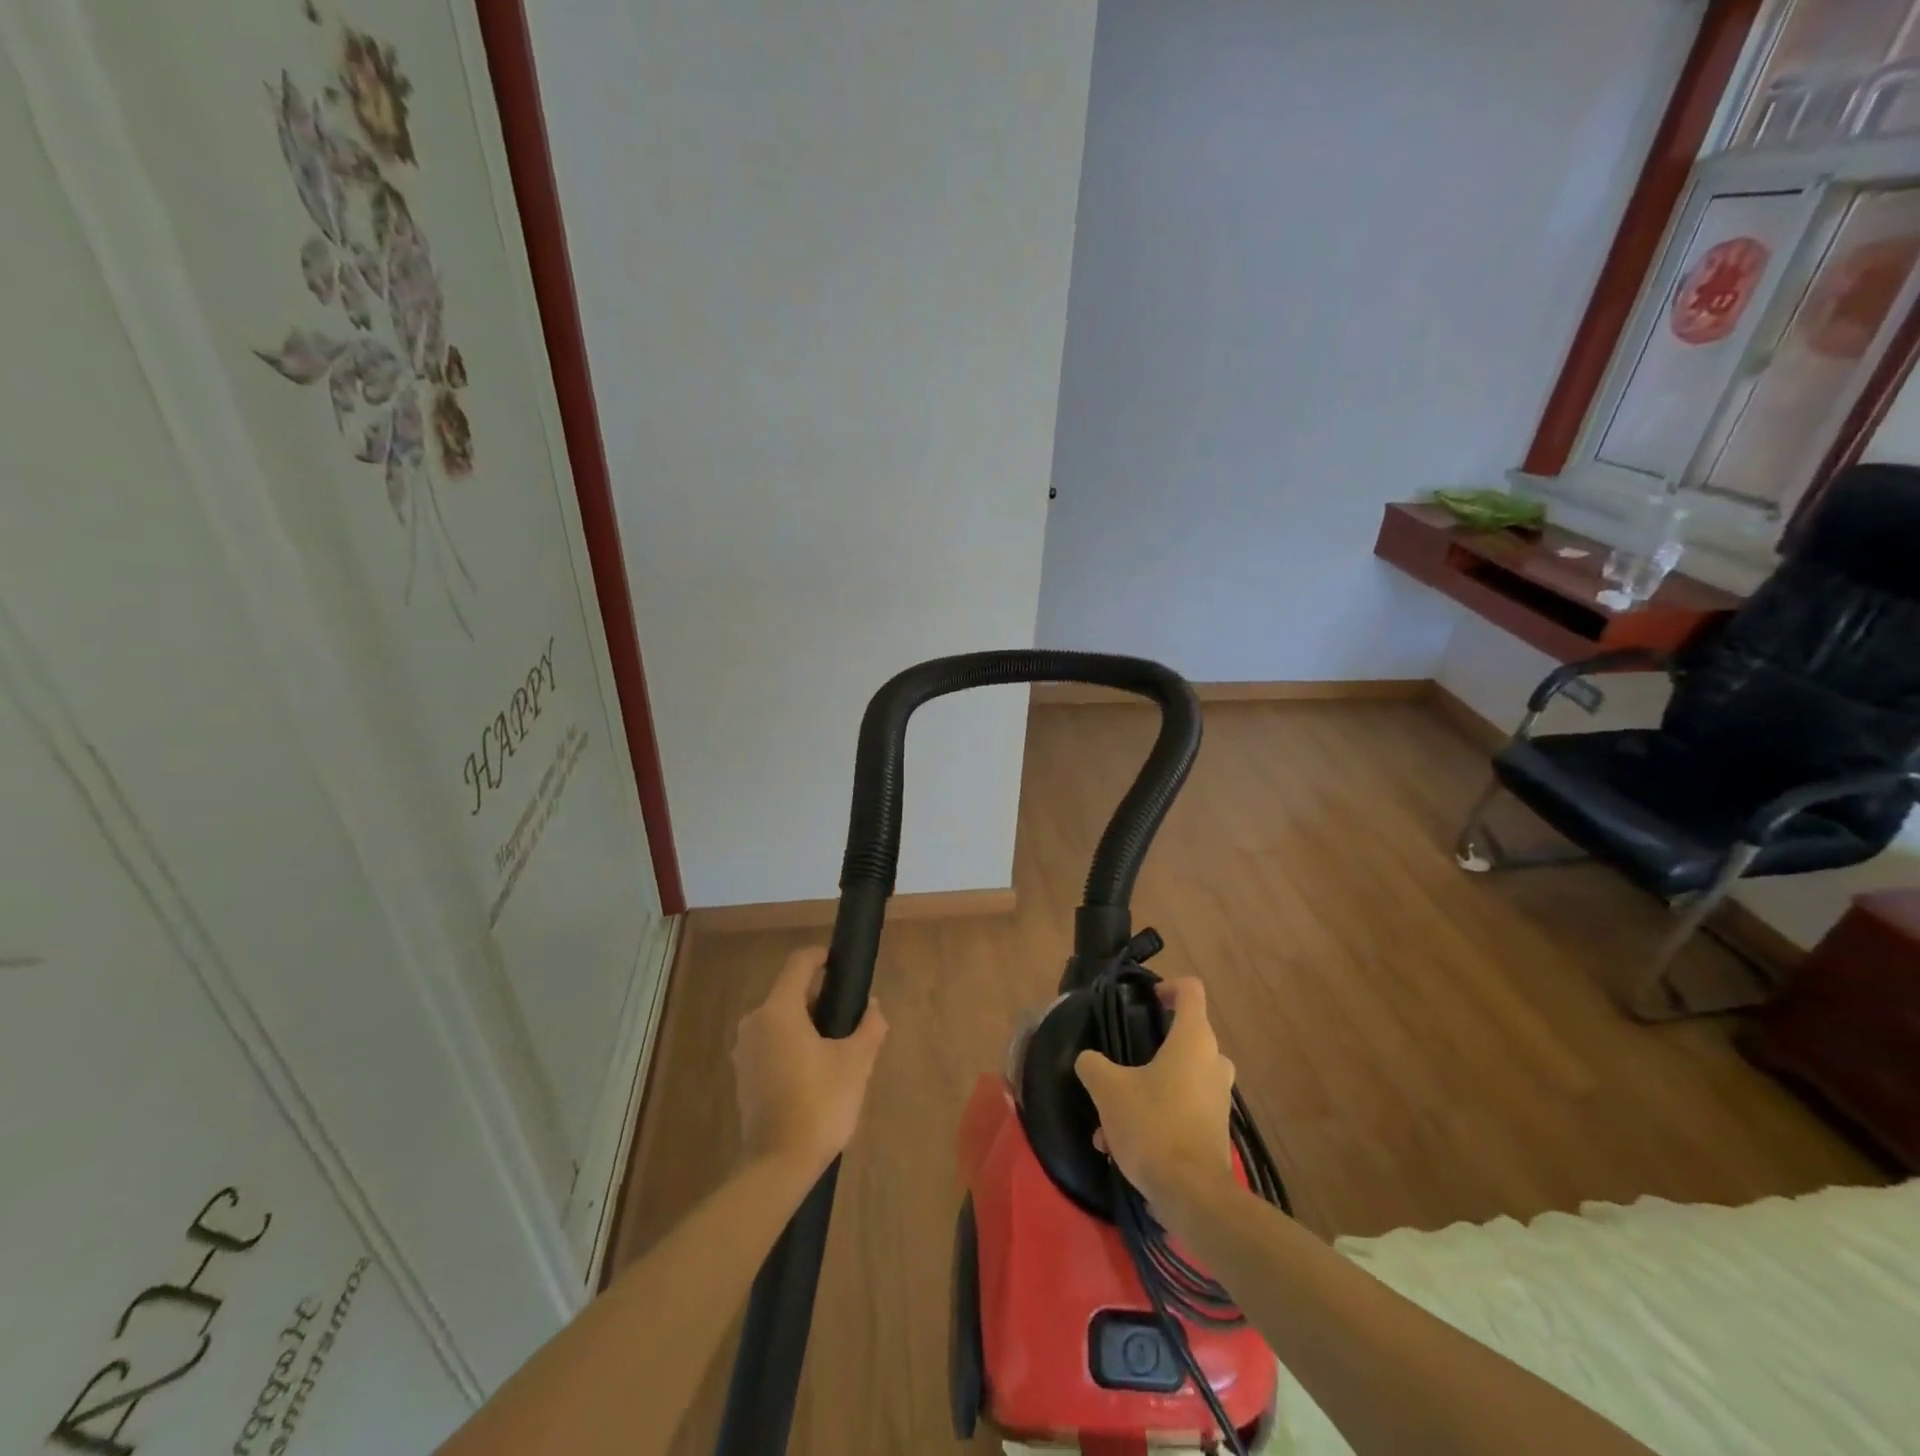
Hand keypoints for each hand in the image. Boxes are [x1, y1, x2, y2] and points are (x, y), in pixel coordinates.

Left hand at [732, 947, 888, 1181]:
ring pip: (781, 1019)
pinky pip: (771, 1043)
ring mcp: (744, 1050)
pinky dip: (792, 1044)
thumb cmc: (819, 1104)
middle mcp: (755, 1022)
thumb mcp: (857, 1062)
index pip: (799, 963)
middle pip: (790, 993)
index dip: (822, 957)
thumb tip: (872, 1007)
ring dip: (807, 1024)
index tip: (843, 966)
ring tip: (837, 1047)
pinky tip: (815, 1070)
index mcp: (779, 1010)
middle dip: (820, 998)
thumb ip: (869, 1027)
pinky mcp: (743, 1075)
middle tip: (849, 1018)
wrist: (778, 1165)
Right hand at [1074, 978, 1236, 1207]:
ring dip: (1145, 1089)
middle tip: (1122, 1061)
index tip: (1145, 1000)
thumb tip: (1088, 1060)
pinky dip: (1155, 1117)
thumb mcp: (1108, 1089)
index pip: (1190, 990)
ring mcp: (1218, 1098)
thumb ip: (1093, 1065)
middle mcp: (1213, 1062)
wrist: (1192, 1195)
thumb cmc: (1152, 1125)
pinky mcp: (1214, 1129)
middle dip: (1151, 1047)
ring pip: (1179, 1077)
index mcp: (1193, 1040)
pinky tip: (1121, 1146)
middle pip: (1184, 1036)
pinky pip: (1182, 1109)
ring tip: (1109, 1117)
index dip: (1167, 986)